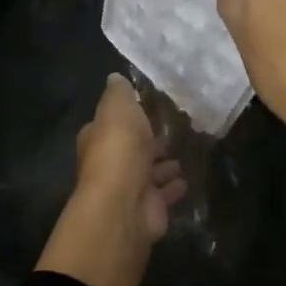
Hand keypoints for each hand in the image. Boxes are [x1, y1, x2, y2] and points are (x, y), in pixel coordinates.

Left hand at [37, 75, 185, 285]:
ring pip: (148, 172)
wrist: (124, 203)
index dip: (128, 117)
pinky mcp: (148, 207)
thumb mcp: (118, 108)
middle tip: (172, 131)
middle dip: (148, 142)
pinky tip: (186, 179)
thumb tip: (116, 78)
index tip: (149, 108)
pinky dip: (173, 187)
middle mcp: (110, 163)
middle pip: (131, 149)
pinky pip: (164, 193)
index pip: (111, 124)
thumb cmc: (119, 149)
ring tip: (182, 154)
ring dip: (162, 165)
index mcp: (98, 138)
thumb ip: (119, 93)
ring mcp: (129, 187)